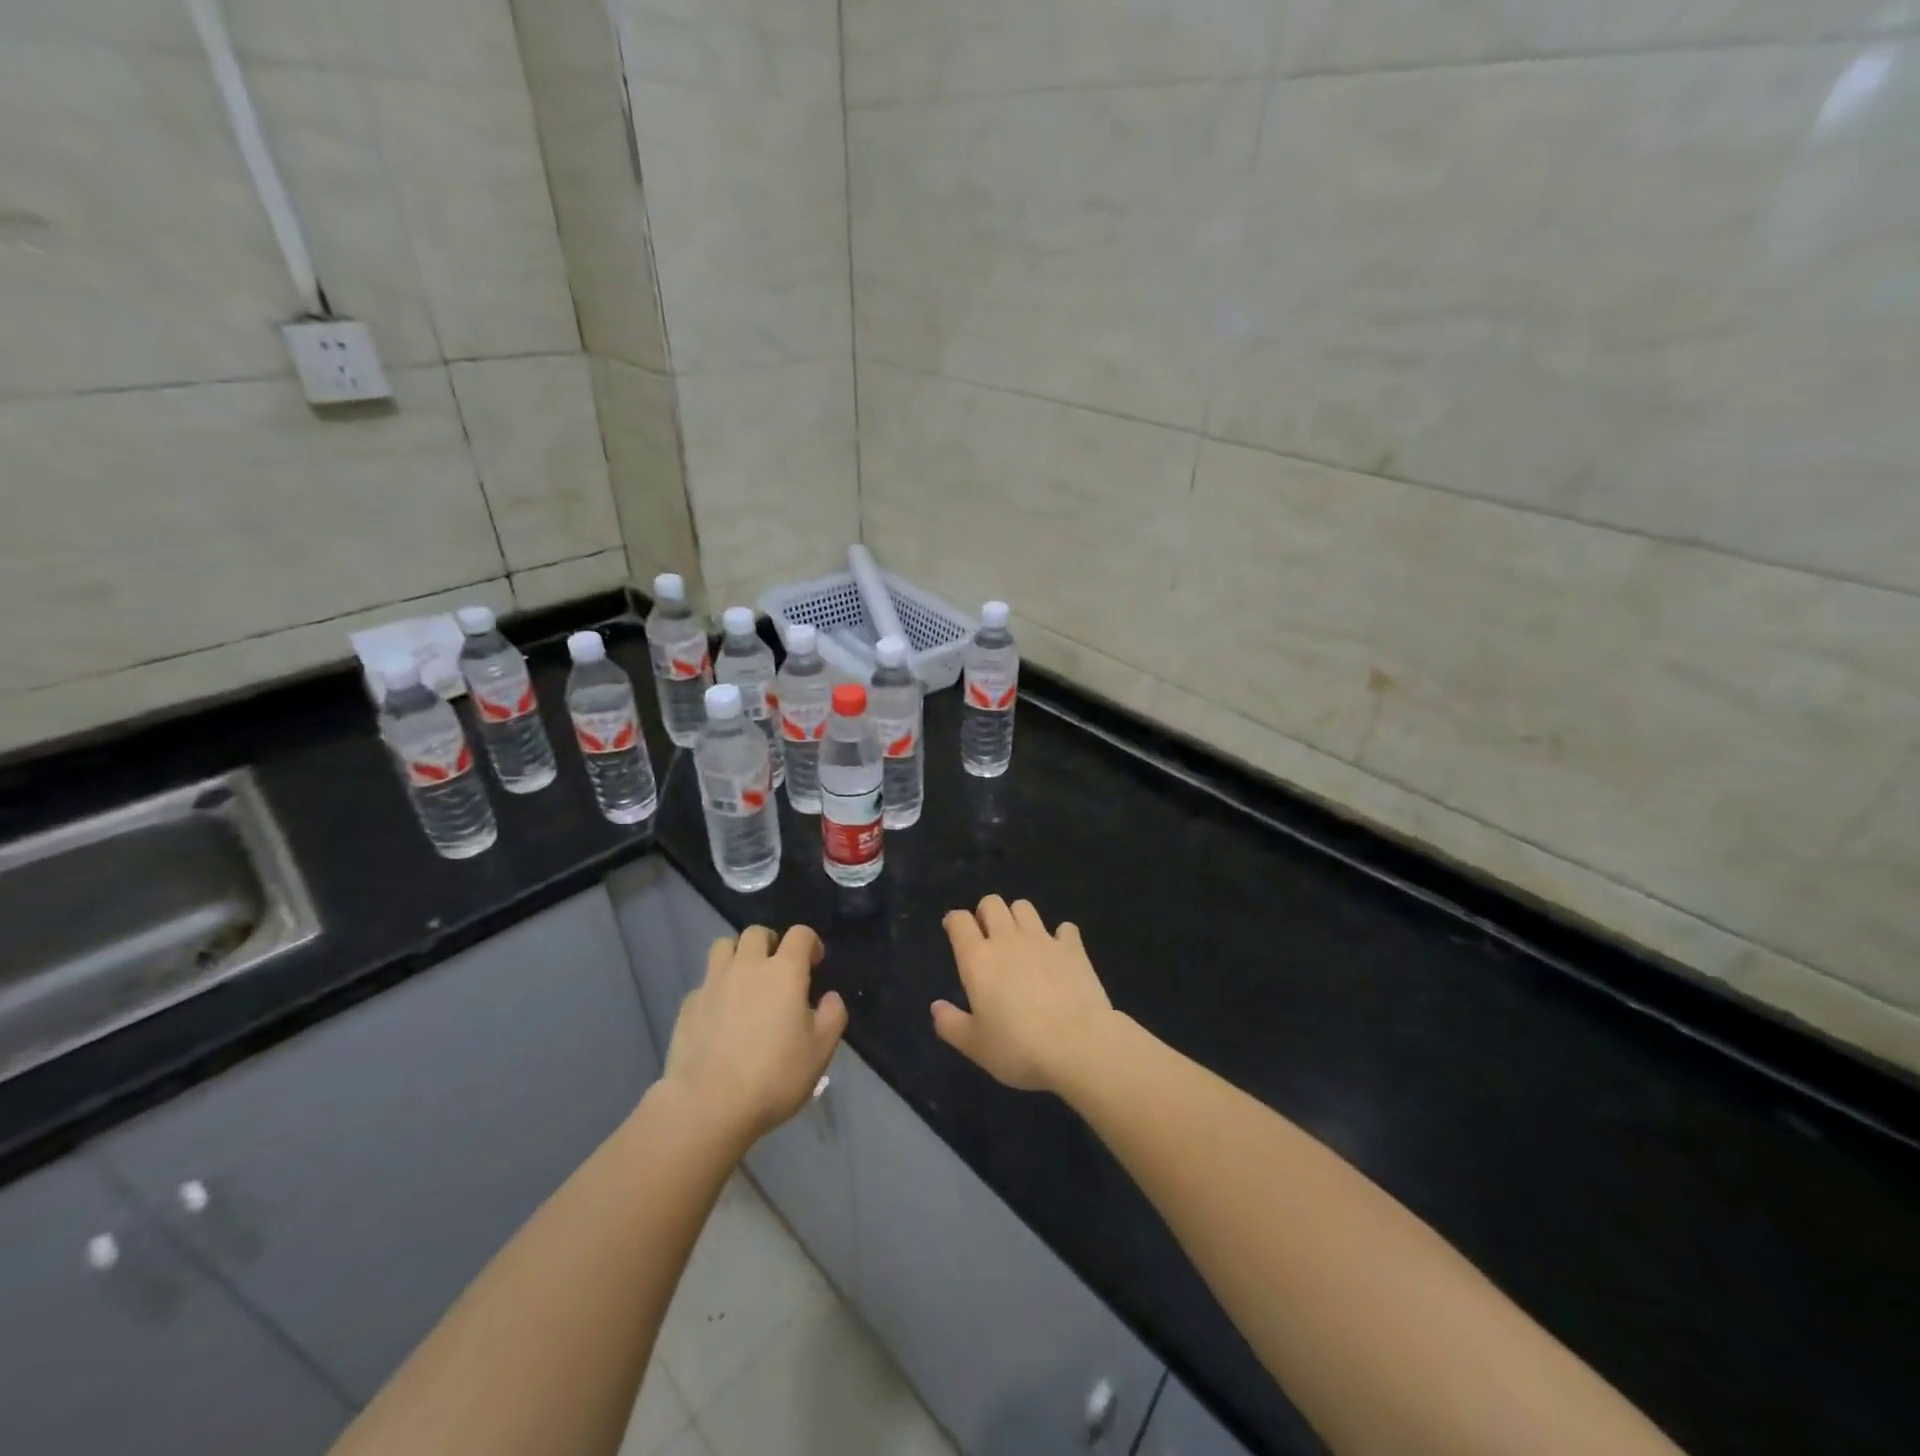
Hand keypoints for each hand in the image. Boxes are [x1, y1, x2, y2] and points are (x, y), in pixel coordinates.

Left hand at [663, 925, 847, 1144]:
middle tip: (777, 969)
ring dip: (737, 954)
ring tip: (745, 981)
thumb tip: (829, 997)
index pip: (800, 934)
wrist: (708, 1105)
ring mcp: (713, 983)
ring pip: (723, 946)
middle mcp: (747, 966)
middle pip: (757, 932)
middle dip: (771, 943)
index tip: (814, 963)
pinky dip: (716, 988)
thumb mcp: (821, 1051)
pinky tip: (720, 1015)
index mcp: (784, 971)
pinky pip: (705, 982)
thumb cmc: (774, 1076)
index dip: (810, 942)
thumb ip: (832, 1016)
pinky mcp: (688, 1005)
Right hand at [931, 896, 1116, 1093]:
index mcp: (978, 959)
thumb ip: (950, 1024)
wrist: (1079, 1045)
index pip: (959, 921)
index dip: (954, 922)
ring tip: (1020, 941)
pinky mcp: (1073, 948)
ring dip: (1018, 917)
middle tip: (987, 937)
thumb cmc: (1019, 1048)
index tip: (954, 932)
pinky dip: (1059, 936)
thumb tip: (936, 1006)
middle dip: (985, 913)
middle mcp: (1008, 940)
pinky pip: (1064, 928)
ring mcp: (1043, 940)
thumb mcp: (975, 1046)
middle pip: (992, 903)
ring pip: (1024, 907)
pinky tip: (1059, 954)